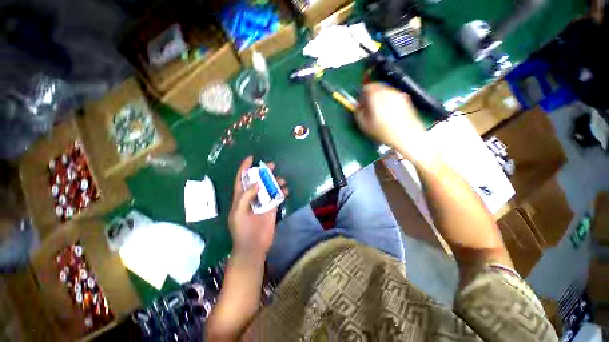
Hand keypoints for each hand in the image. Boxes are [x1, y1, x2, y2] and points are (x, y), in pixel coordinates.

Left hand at [228, 156, 288, 259]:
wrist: (253, 246)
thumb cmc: (242, 230)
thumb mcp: (239, 213)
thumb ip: (246, 197)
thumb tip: (257, 184)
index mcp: (240, 198)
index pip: (241, 179)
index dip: (244, 168)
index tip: (251, 158)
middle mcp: (252, 198)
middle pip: (257, 181)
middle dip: (263, 172)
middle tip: (272, 165)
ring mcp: (262, 203)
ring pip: (269, 187)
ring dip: (275, 182)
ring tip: (282, 180)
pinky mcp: (272, 208)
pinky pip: (277, 196)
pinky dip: (281, 191)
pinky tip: (286, 190)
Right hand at [355, 83, 432, 162]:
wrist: (406, 136)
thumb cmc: (383, 132)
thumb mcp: (364, 125)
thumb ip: (358, 113)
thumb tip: (358, 107)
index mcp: (376, 96)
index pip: (367, 87)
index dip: (362, 95)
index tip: (361, 104)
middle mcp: (388, 91)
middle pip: (377, 88)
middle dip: (371, 96)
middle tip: (369, 107)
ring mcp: (398, 94)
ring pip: (385, 91)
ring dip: (380, 98)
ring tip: (379, 111)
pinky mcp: (406, 99)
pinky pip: (393, 96)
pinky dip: (388, 100)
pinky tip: (389, 113)